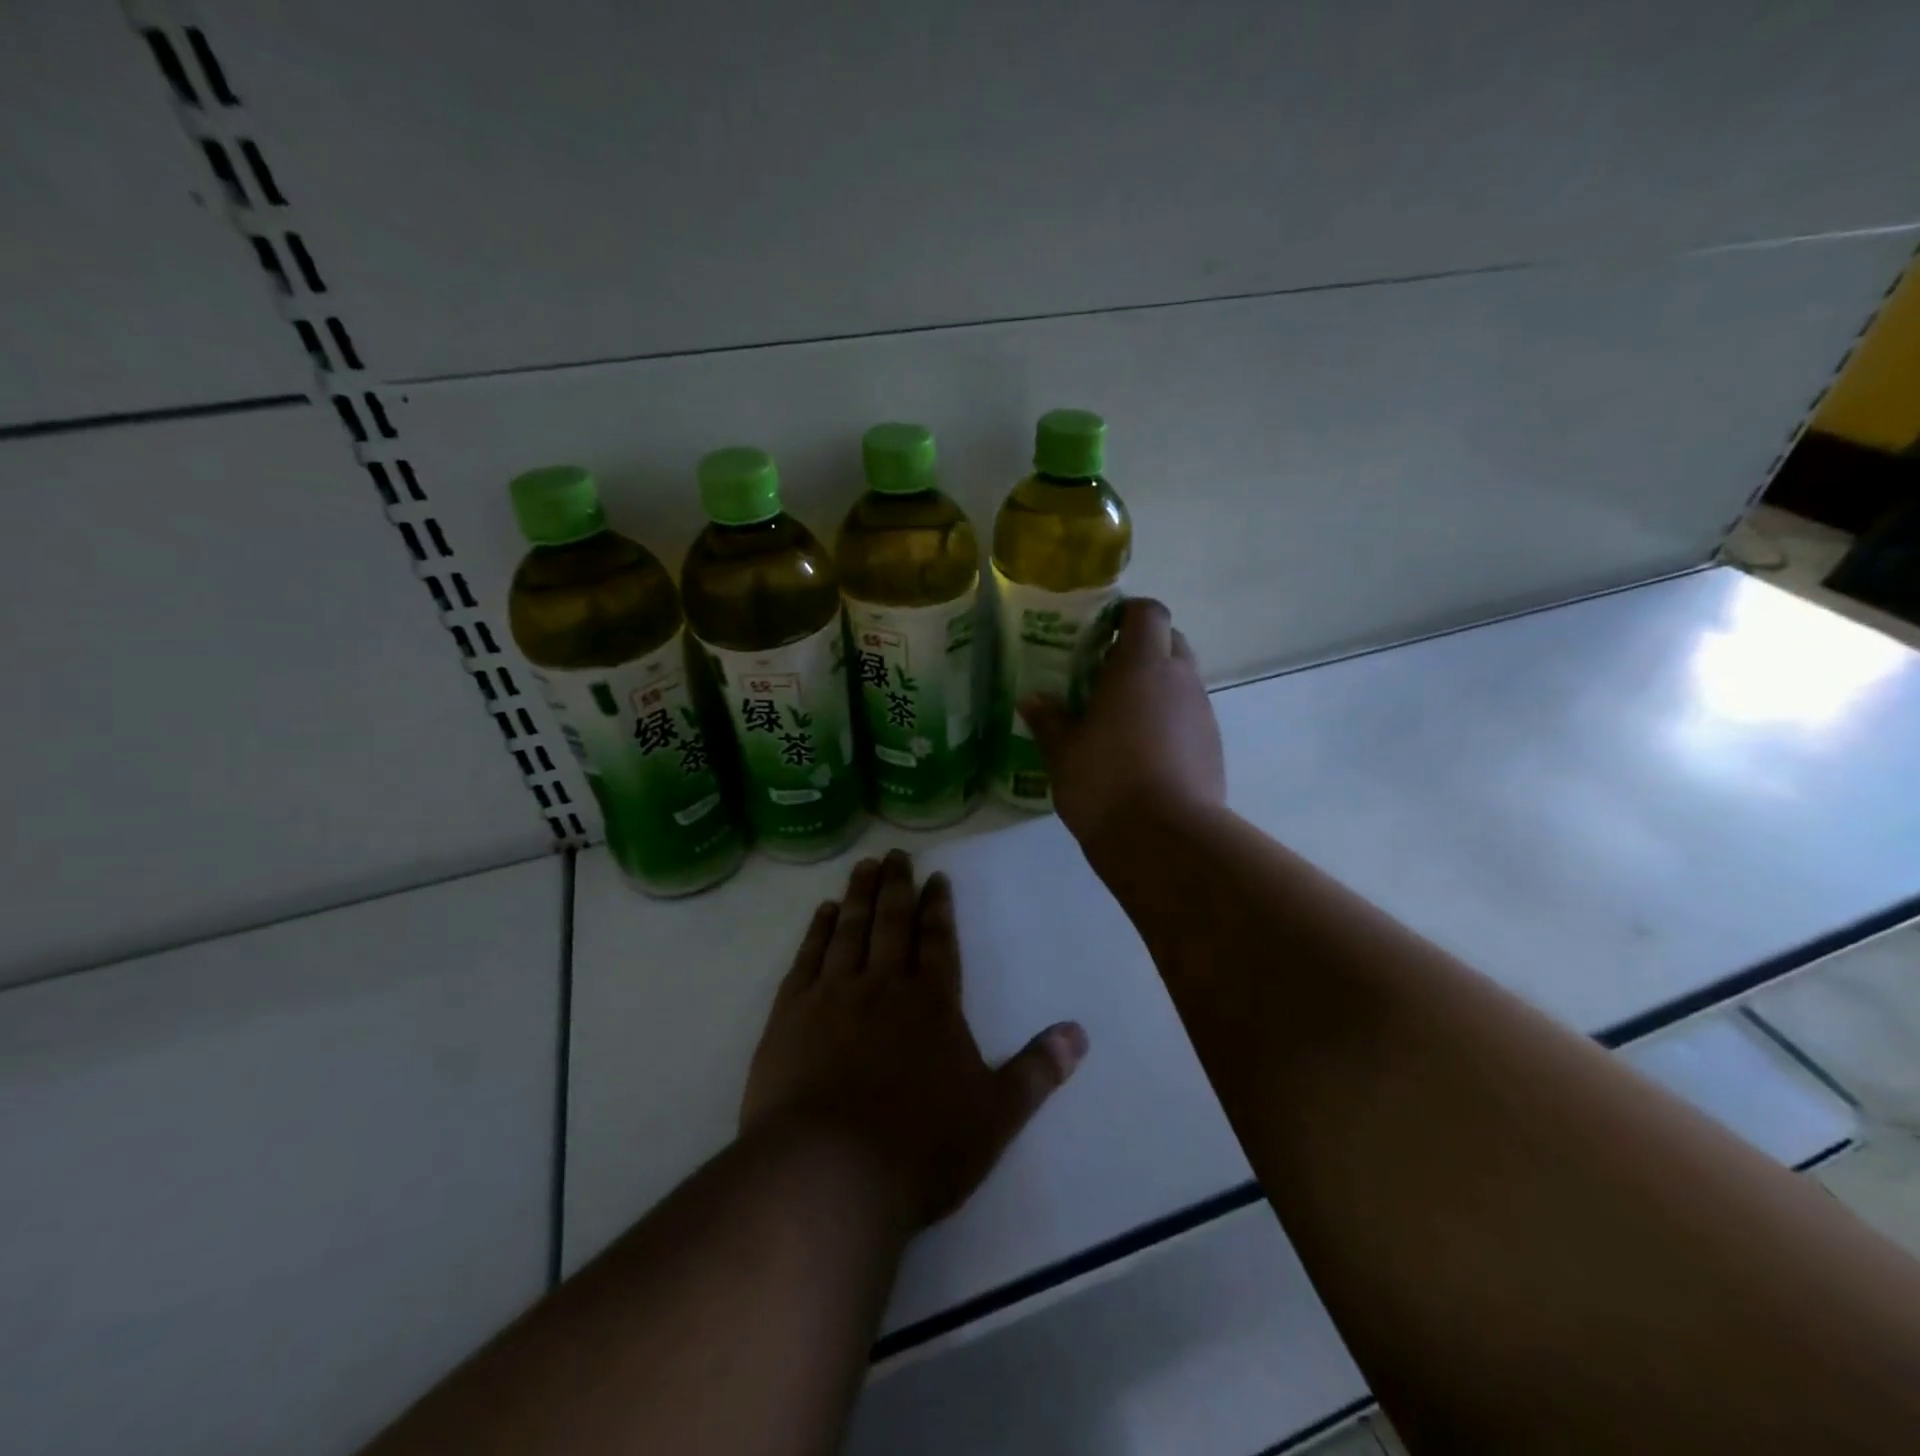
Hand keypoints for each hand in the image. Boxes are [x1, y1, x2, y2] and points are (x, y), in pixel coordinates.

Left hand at [741, 850, 1087, 1228]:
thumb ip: (1036, 1072)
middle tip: (895, 854)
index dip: (939, 907)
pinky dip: (817, 930)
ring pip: (851, 930)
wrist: (827, 1174)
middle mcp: (884, 985)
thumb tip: (1079, 1033)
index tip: (935, 877)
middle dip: (897, 886)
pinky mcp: (790, 1014)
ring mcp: (833, 995)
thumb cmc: (920, 1149)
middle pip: (893, 922)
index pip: (939, 941)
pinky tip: (823, 913)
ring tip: (864, 867)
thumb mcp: (994, 1117)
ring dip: (859, 895)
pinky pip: (808, 957)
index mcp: (933, 1004)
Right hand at [1021, 598, 1225, 850]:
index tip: (1100, 632)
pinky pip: (1188, 716)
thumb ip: (1048, 719)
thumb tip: (1033, 700)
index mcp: (1141, 665)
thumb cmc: (1105, 781)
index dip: (1127, 614)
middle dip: (1141, 649)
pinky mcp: (1212, 746)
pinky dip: (1167, 720)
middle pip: (1169, 641)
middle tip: (1104, 676)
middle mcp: (1180, 679)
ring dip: (1155, 687)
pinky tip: (1141, 752)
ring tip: (1119, 718)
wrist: (1165, 840)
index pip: (1147, 612)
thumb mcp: (1062, 751)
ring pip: (1181, 680)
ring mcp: (1202, 713)